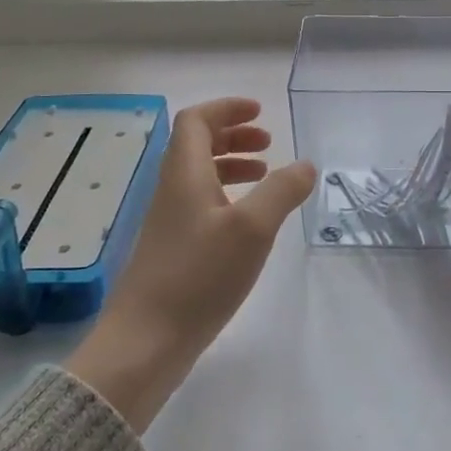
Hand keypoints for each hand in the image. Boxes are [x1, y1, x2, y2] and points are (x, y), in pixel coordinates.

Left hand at [67, 98, 314, 431]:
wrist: (146, 341)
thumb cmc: (199, 276)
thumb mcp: (252, 228)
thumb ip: (282, 191)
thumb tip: (305, 164)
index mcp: (184, 173)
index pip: (196, 120)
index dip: (227, 109)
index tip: (260, 112)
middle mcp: (172, 190)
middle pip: (197, 144)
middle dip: (234, 135)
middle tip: (269, 142)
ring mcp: (170, 221)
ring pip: (200, 175)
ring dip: (232, 165)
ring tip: (266, 175)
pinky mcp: (174, 249)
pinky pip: (202, 204)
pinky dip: (228, 196)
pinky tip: (248, 220)